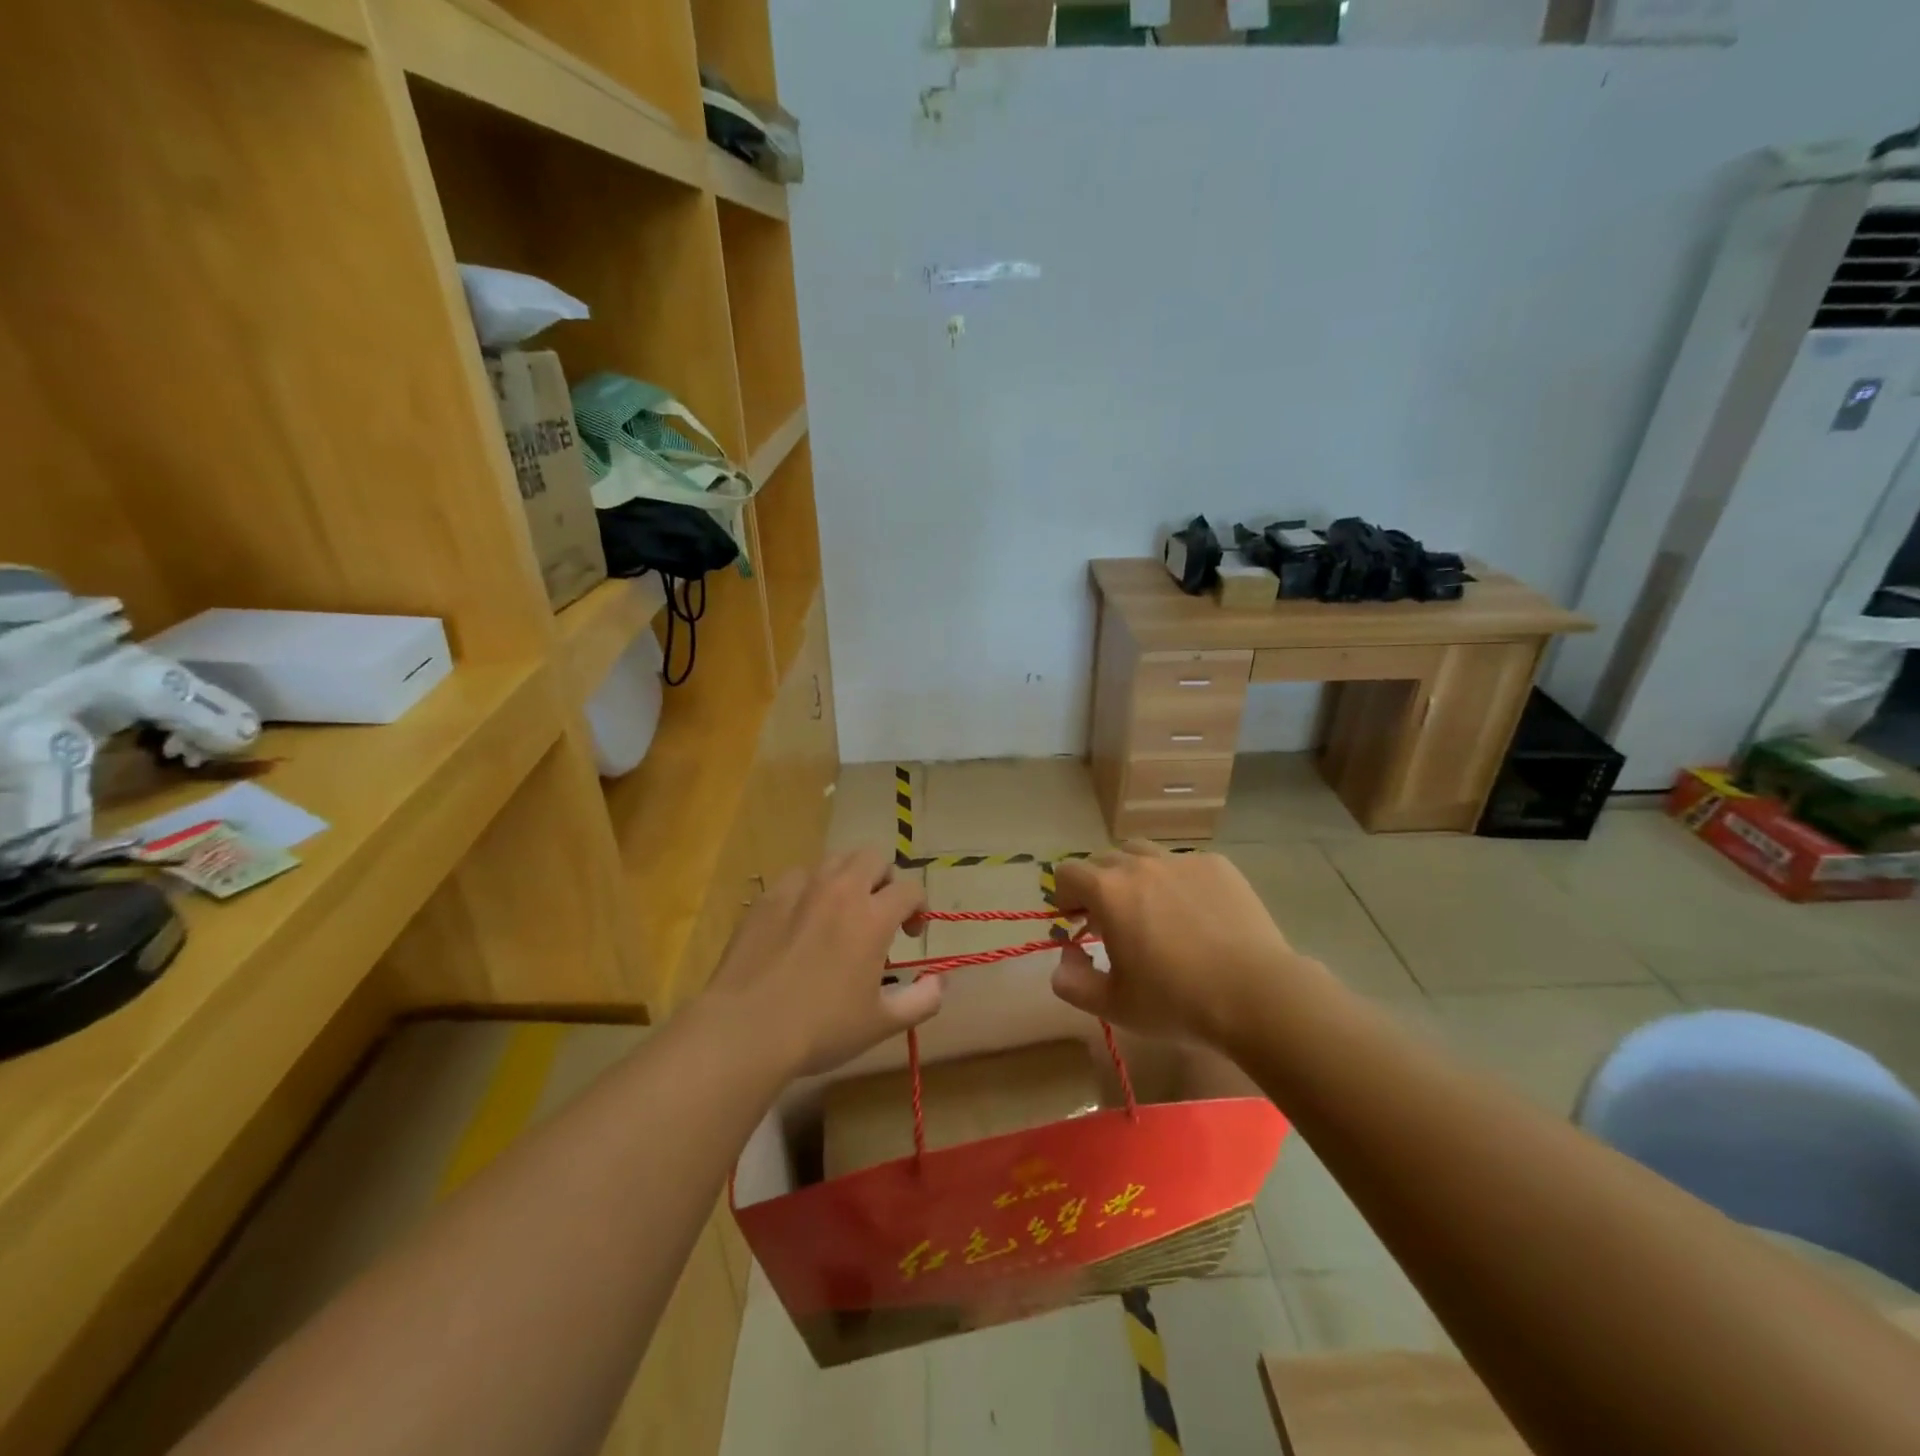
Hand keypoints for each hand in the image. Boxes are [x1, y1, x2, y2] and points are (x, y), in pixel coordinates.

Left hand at [704, 848, 939, 1075]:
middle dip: (884, 879)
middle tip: (878, 913)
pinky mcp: (767, 898)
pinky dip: (809, 890)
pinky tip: (801, 921)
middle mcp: (840, 890)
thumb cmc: (821, 1028)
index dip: (919, 907)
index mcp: (873, 916)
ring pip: (834, 860)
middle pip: (873, 858)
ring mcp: (799, 889)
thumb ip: (923, 1000)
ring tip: (841, 912)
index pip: (910, 889)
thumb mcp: (882, 1023)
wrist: (746, 1029)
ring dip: (847, 878)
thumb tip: (942, 980)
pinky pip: (797, 877)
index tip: (910, 933)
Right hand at [1050, 842, 1308, 1047]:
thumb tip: (1064, 959)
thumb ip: (1073, 982)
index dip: (1064, 896)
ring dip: (1134, 875)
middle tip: (1112, 921)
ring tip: (1152, 910)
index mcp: (1108, 891)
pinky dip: (1176, 881)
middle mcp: (1140, 864)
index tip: (1077, 922)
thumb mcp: (1114, 1005)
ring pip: (1143, 853)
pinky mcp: (1217, 865)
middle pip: (1103, 859)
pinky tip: (1196, 915)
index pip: (1067, 873)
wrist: (1256, 994)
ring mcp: (1181, 860)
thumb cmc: (1177, 1002)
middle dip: (1098, 885)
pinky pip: (1183, 864)